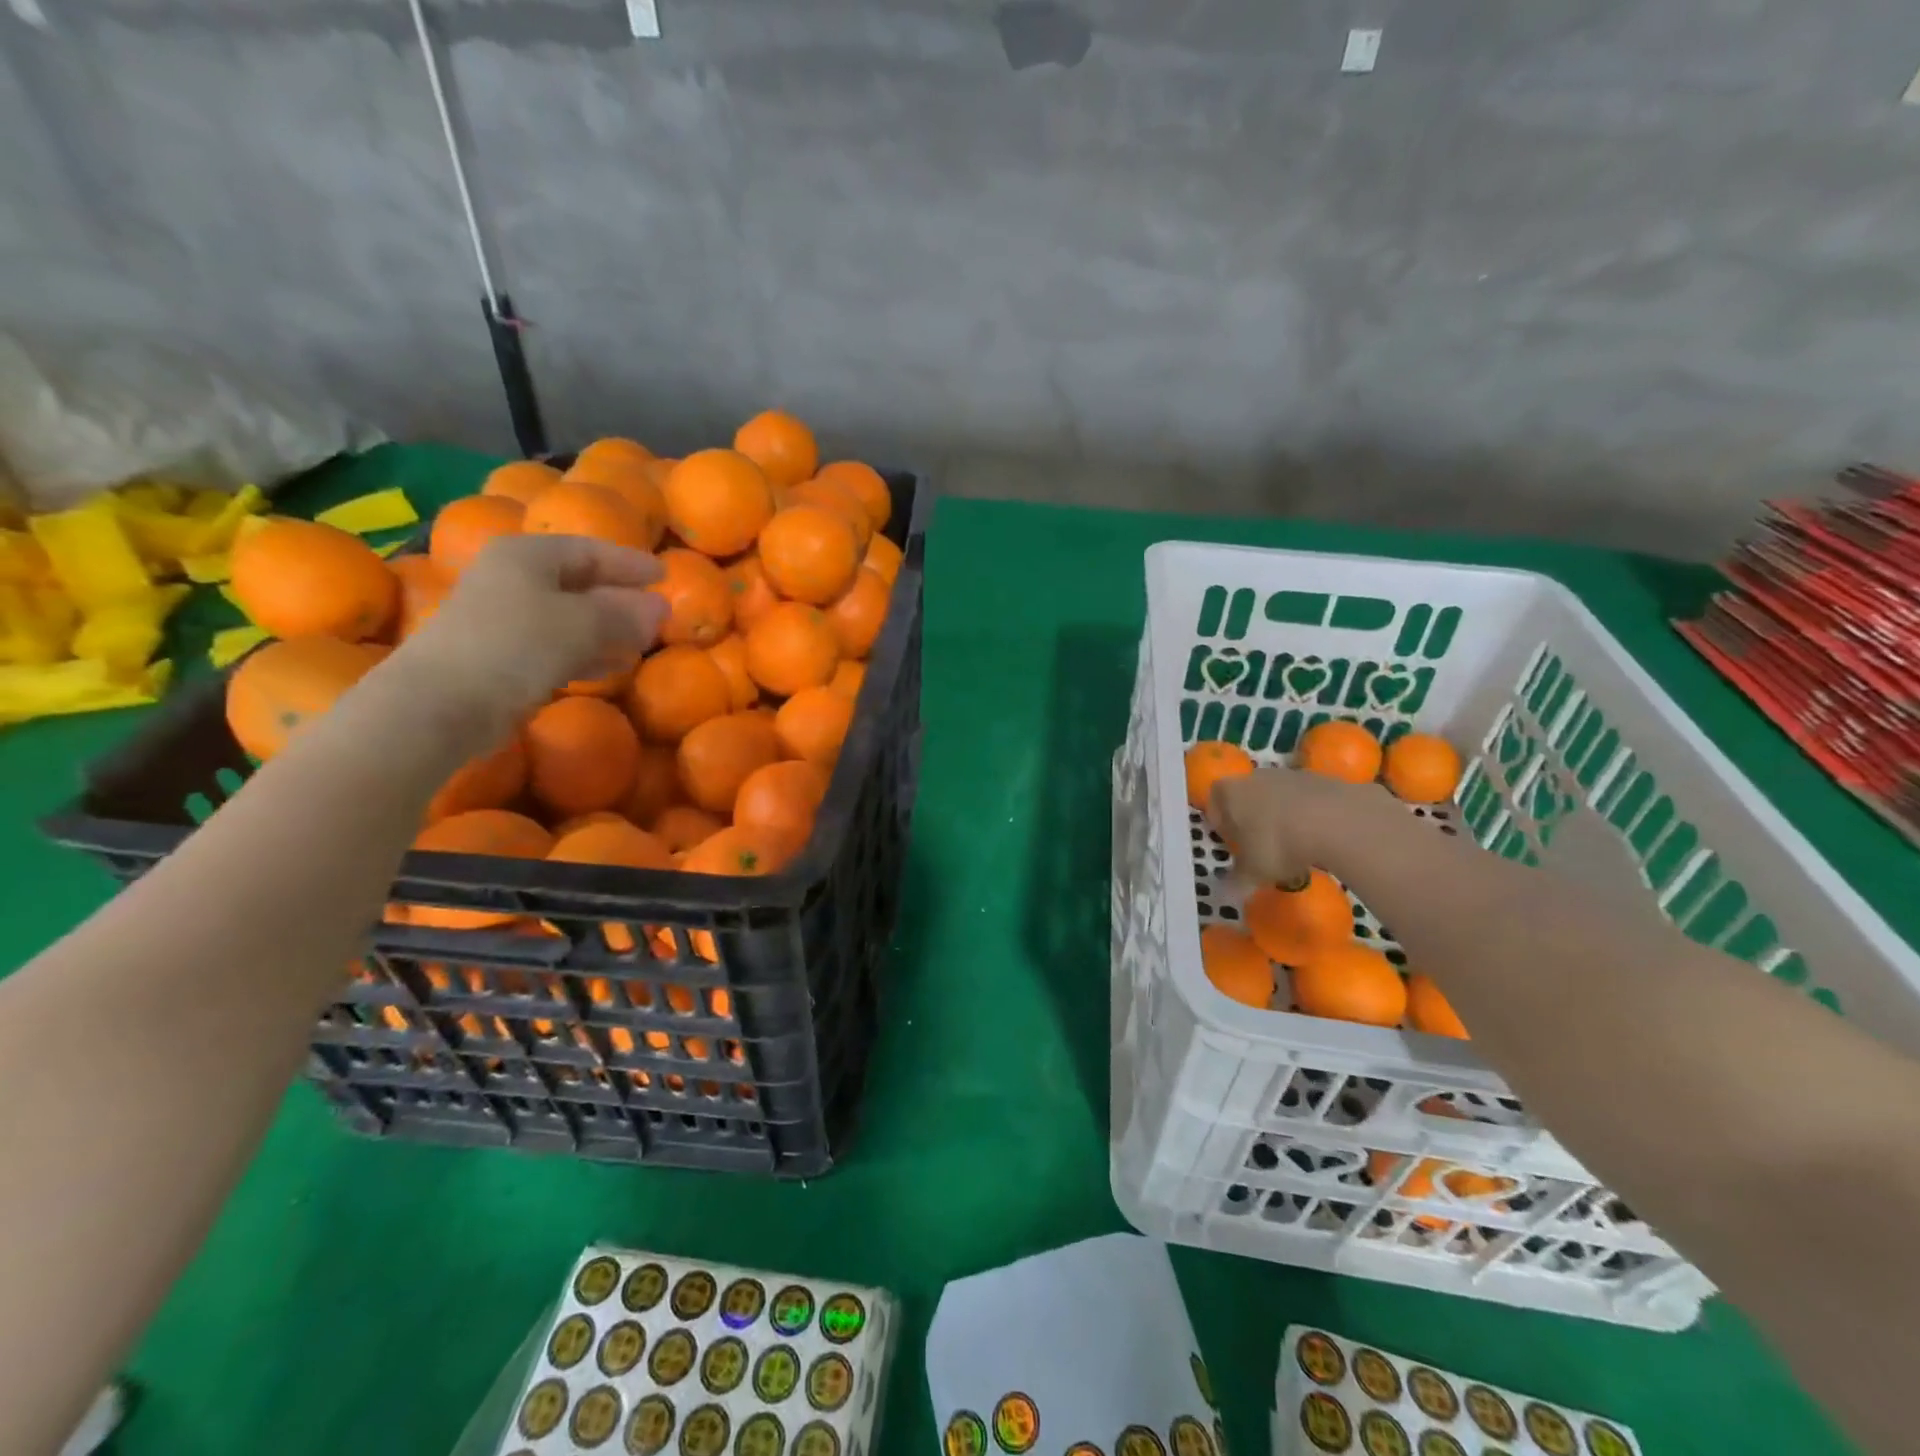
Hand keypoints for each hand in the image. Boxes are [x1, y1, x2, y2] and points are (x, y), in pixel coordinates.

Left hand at [392, 534, 666, 735]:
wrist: (444, 703)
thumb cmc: (516, 645)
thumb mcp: (583, 623)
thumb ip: (625, 613)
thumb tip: (661, 607)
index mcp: (527, 556)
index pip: (590, 550)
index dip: (630, 563)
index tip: (665, 576)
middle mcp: (513, 579)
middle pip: (579, 582)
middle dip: (621, 598)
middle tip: (657, 613)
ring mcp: (505, 618)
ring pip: (570, 616)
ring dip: (608, 629)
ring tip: (642, 643)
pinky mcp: (503, 655)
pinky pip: (558, 645)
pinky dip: (588, 652)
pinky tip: (611, 667)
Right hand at [1208, 766, 1404, 884]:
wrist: (1338, 822)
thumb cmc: (1279, 844)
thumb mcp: (1254, 871)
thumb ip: (1238, 880)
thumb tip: (1226, 894)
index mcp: (1231, 792)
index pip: (1215, 800)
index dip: (1221, 822)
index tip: (1231, 843)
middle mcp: (1257, 776)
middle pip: (1248, 795)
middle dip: (1252, 818)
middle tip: (1261, 846)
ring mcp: (1292, 775)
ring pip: (1280, 796)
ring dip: (1283, 816)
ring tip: (1295, 845)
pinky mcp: (1324, 780)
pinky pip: (1309, 800)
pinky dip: (1310, 815)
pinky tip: (1320, 838)